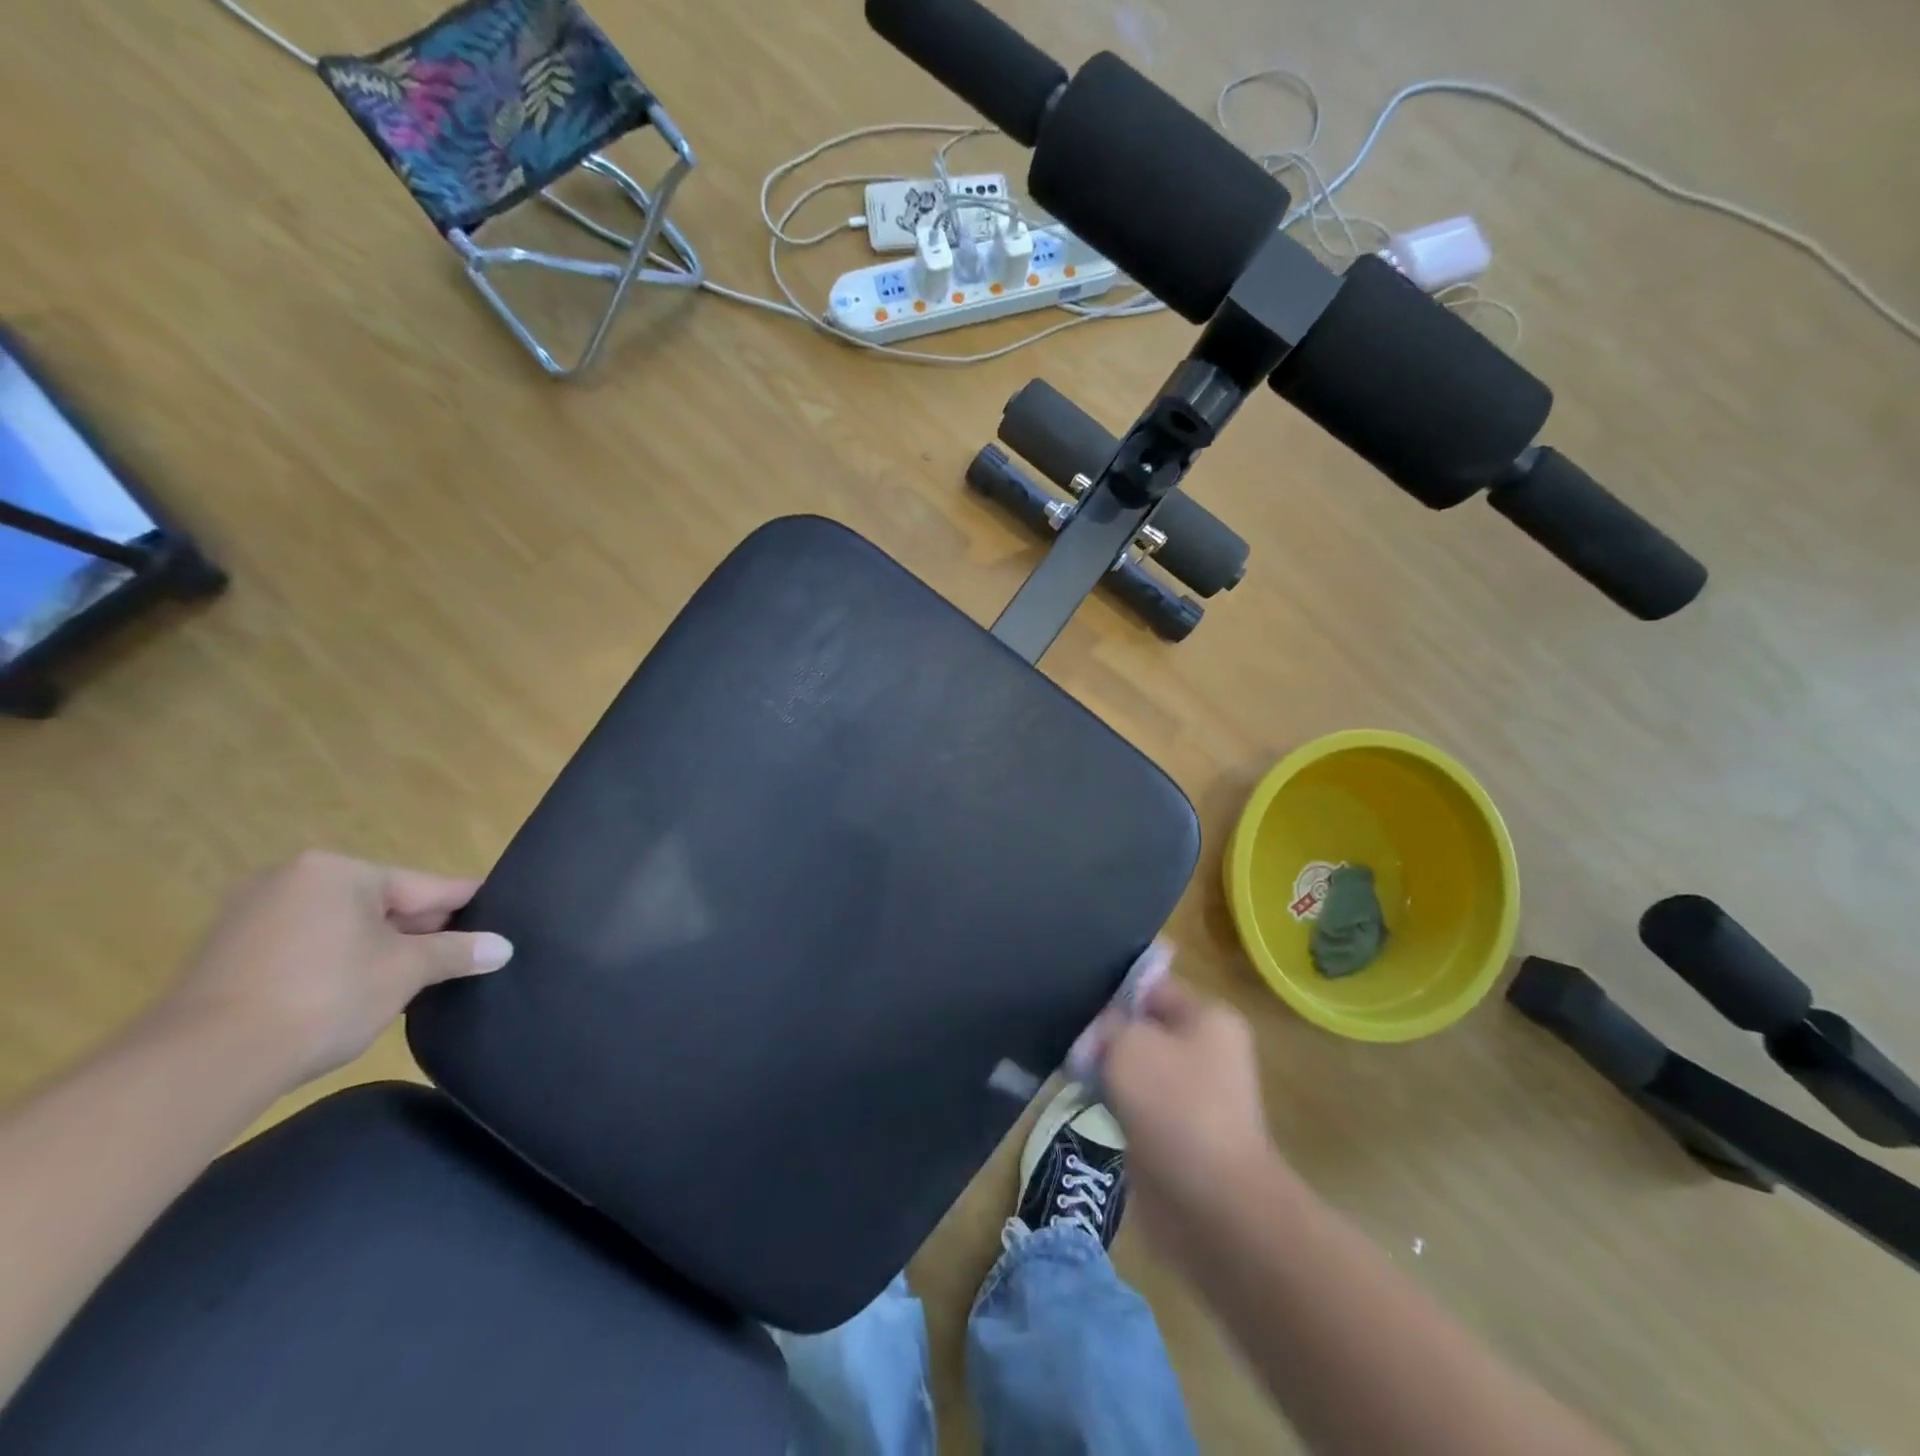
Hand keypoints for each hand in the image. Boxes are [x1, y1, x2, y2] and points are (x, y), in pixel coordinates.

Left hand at [159, 850, 512, 1089]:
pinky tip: (362, 989)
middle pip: (381, 903)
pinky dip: (339, 963)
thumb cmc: (324, 995)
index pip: (423, 885)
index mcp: (338, 871)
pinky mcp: (226, 954)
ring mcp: (250, 916)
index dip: (465, 902)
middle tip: (465, 951)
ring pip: (343, 927)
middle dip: (421, 929)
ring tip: (421, 975)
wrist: (202, 1063)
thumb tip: (504, 947)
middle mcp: (291, 879)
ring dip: (381, 948)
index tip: (499, 908)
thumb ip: (458, 952)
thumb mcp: (406, 970)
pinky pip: (307, 947)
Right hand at [1093, 978, 1281, 1246]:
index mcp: (1209, 1019)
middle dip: (1108, 1035)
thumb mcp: (1129, 1044)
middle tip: (1072, 1042)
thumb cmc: (1174, 1106)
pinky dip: (1116, 1106)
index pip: (1152, 987)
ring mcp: (1197, 1096)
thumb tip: (1103, 1032)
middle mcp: (1209, 1051)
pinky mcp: (1181, 1135)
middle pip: (1144, 1028)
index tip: (1078, 1004)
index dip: (1114, 993)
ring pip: (1139, 1069)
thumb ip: (1109, 1025)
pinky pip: (1140, 1106)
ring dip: (1109, 1073)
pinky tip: (1091, 1106)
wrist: (1212, 1204)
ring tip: (1075, 1073)